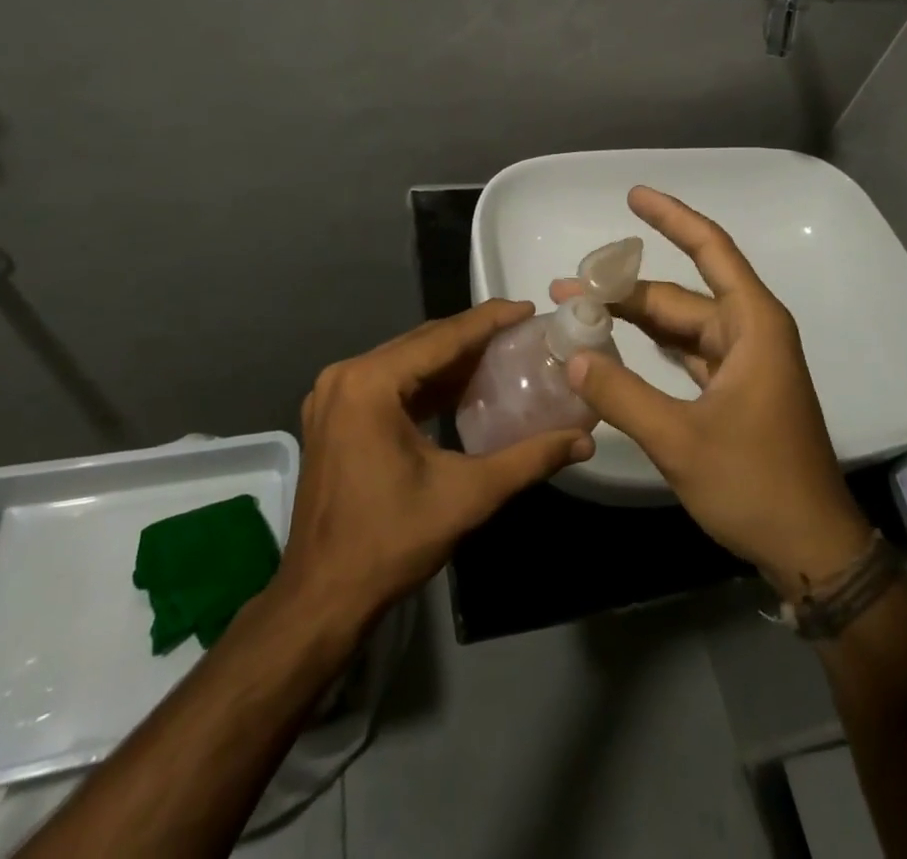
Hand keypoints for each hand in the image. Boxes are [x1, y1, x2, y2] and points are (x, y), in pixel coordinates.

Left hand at [277, 300, 595, 633]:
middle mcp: (345, 377)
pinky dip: (426, 383)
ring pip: (405, 362)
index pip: (441, 338)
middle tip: (521, 332)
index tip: (528, 308)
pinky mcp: (334, 417)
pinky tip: (462, 387)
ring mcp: (333, 396)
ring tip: (501, 352)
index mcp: (369, 383)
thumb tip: (583, 440)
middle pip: (421, 343)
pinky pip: (388, 383)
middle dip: (472, 336)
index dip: (489, 320)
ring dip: (450, 359)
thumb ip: (528, 460)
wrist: (322, 598)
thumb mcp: (467, 496)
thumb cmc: (390, 542)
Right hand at [554, 187, 875, 596]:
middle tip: (567, 289)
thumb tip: (574, 355)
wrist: (811, 549)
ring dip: (634, 318)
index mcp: (752, 325)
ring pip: (680, 324)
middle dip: (624, 288)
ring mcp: (744, 362)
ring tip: (581, 312)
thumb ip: (622, 395)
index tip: (633, 196)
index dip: (672, 218)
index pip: (710, 250)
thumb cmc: (756, 484)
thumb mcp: (681, 440)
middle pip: (680, 294)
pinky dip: (651, 347)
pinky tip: (616, 346)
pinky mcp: (734, 390)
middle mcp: (750, 332)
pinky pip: (686, 352)